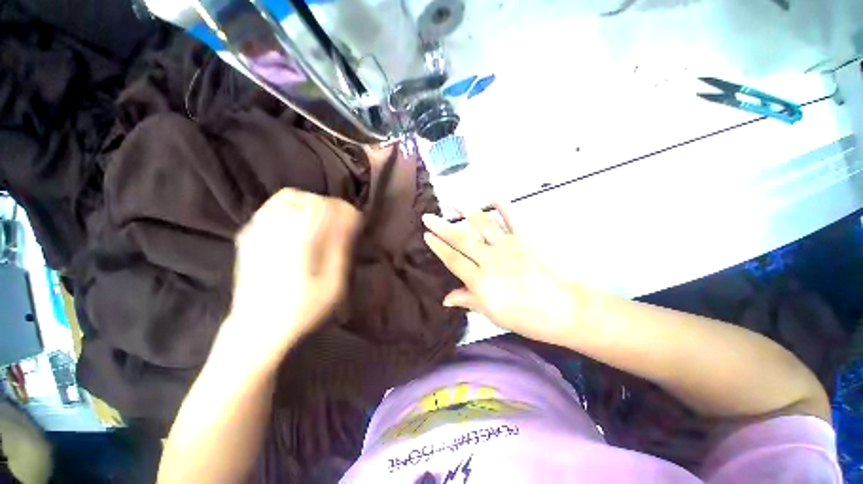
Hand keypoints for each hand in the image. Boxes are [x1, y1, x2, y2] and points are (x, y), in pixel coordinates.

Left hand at [222, 188, 360, 366]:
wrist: (256, 327)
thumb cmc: (301, 308)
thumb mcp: (333, 282)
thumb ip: (340, 247)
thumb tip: (350, 220)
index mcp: (299, 238)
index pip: (326, 206)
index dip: (345, 209)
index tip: (355, 219)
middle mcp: (276, 226)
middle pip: (309, 198)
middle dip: (331, 207)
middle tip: (342, 223)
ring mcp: (258, 228)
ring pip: (289, 197)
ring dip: (311, 204)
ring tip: (322, 221)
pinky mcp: (248, 234)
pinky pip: (272, 206)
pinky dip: (291, 207)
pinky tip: (299, 224)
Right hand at [422, 206, 579, 344]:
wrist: (562, 310)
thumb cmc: (525, 317)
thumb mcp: (492, 314)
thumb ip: (468, 300)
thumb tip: (445, 299)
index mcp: (481, 280)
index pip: (453, 259)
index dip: (438, 247)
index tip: (427, 235)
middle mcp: (490, 259)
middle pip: (461, 239)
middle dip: (442, 227)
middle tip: (428, 216)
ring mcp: (508, 246)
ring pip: (482, 225)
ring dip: (467, 212)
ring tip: (454, 203)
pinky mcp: (524, 240)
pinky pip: (512, 220)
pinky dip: (503, 207)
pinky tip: (493, 197)